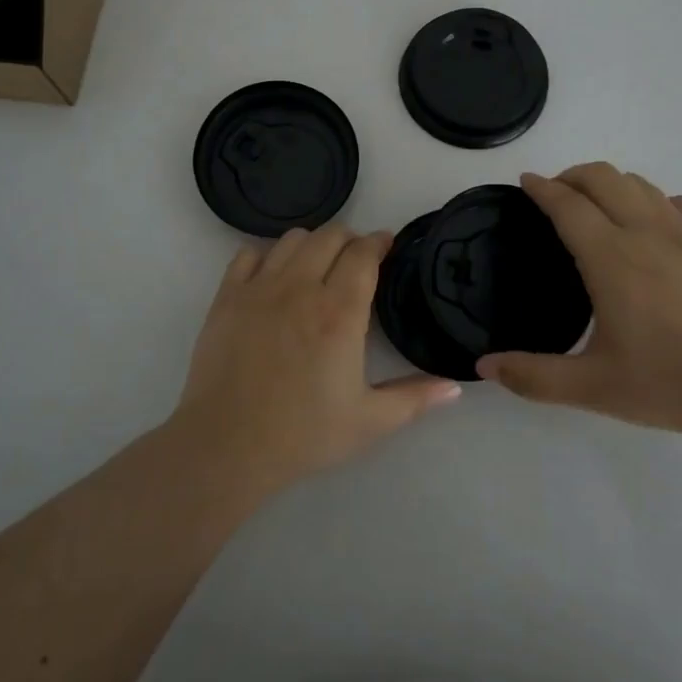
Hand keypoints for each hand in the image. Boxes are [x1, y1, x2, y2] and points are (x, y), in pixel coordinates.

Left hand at [170, 225, 462, 496]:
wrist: (226, 445)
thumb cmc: (303, 434)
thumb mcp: (369, 422)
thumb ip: (414, 398)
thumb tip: (454, 386)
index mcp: (339, 313)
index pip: (363, 254)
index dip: (378, 242)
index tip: (386, 246)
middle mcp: (301, 288)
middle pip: (330, 236)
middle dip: (350, 239)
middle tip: (356, 259)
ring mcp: (259, 288)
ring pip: (291, 239)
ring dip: (312, 244)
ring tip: (317, 265)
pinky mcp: (226, 297)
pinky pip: (248, 254)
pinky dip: (267, 256)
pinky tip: (273, 276)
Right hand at [478, 164, 681, 439]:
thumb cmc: (673, 383)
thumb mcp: (594, 389)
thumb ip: (533, 376)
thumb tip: (484, 365)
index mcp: (610, 258)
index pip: (567, 204)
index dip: (541, 187)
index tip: (526, 182)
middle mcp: (645, 231)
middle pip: (602, 176)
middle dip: (572, 175)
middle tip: (556, 196)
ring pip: (640, 183)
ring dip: (610, 184)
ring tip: (598, 207)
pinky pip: (677, 202)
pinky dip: (653, 201)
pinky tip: (652, 225)